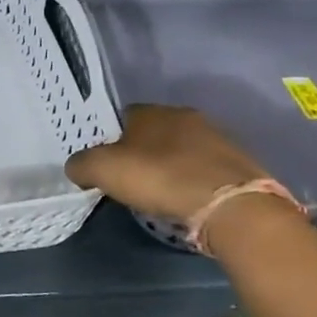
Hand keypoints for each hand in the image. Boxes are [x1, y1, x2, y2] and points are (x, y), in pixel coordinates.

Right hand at [65, 104, 269, 225]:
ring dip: (170, 167)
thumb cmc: (160, 178)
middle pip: (152, 133)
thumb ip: (82, 164)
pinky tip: (187, 200)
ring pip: (181, 150)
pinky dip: (193, 182)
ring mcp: (217, 138)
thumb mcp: (103, 171)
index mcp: (152, 111)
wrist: (232, 206)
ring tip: (160, 194)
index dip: (109, 141)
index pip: (121, 117)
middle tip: (130, 181)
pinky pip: (204, 169)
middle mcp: (185, 116)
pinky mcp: (239, 164)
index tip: (105, 165)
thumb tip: (77, 167)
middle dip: (141, 153)